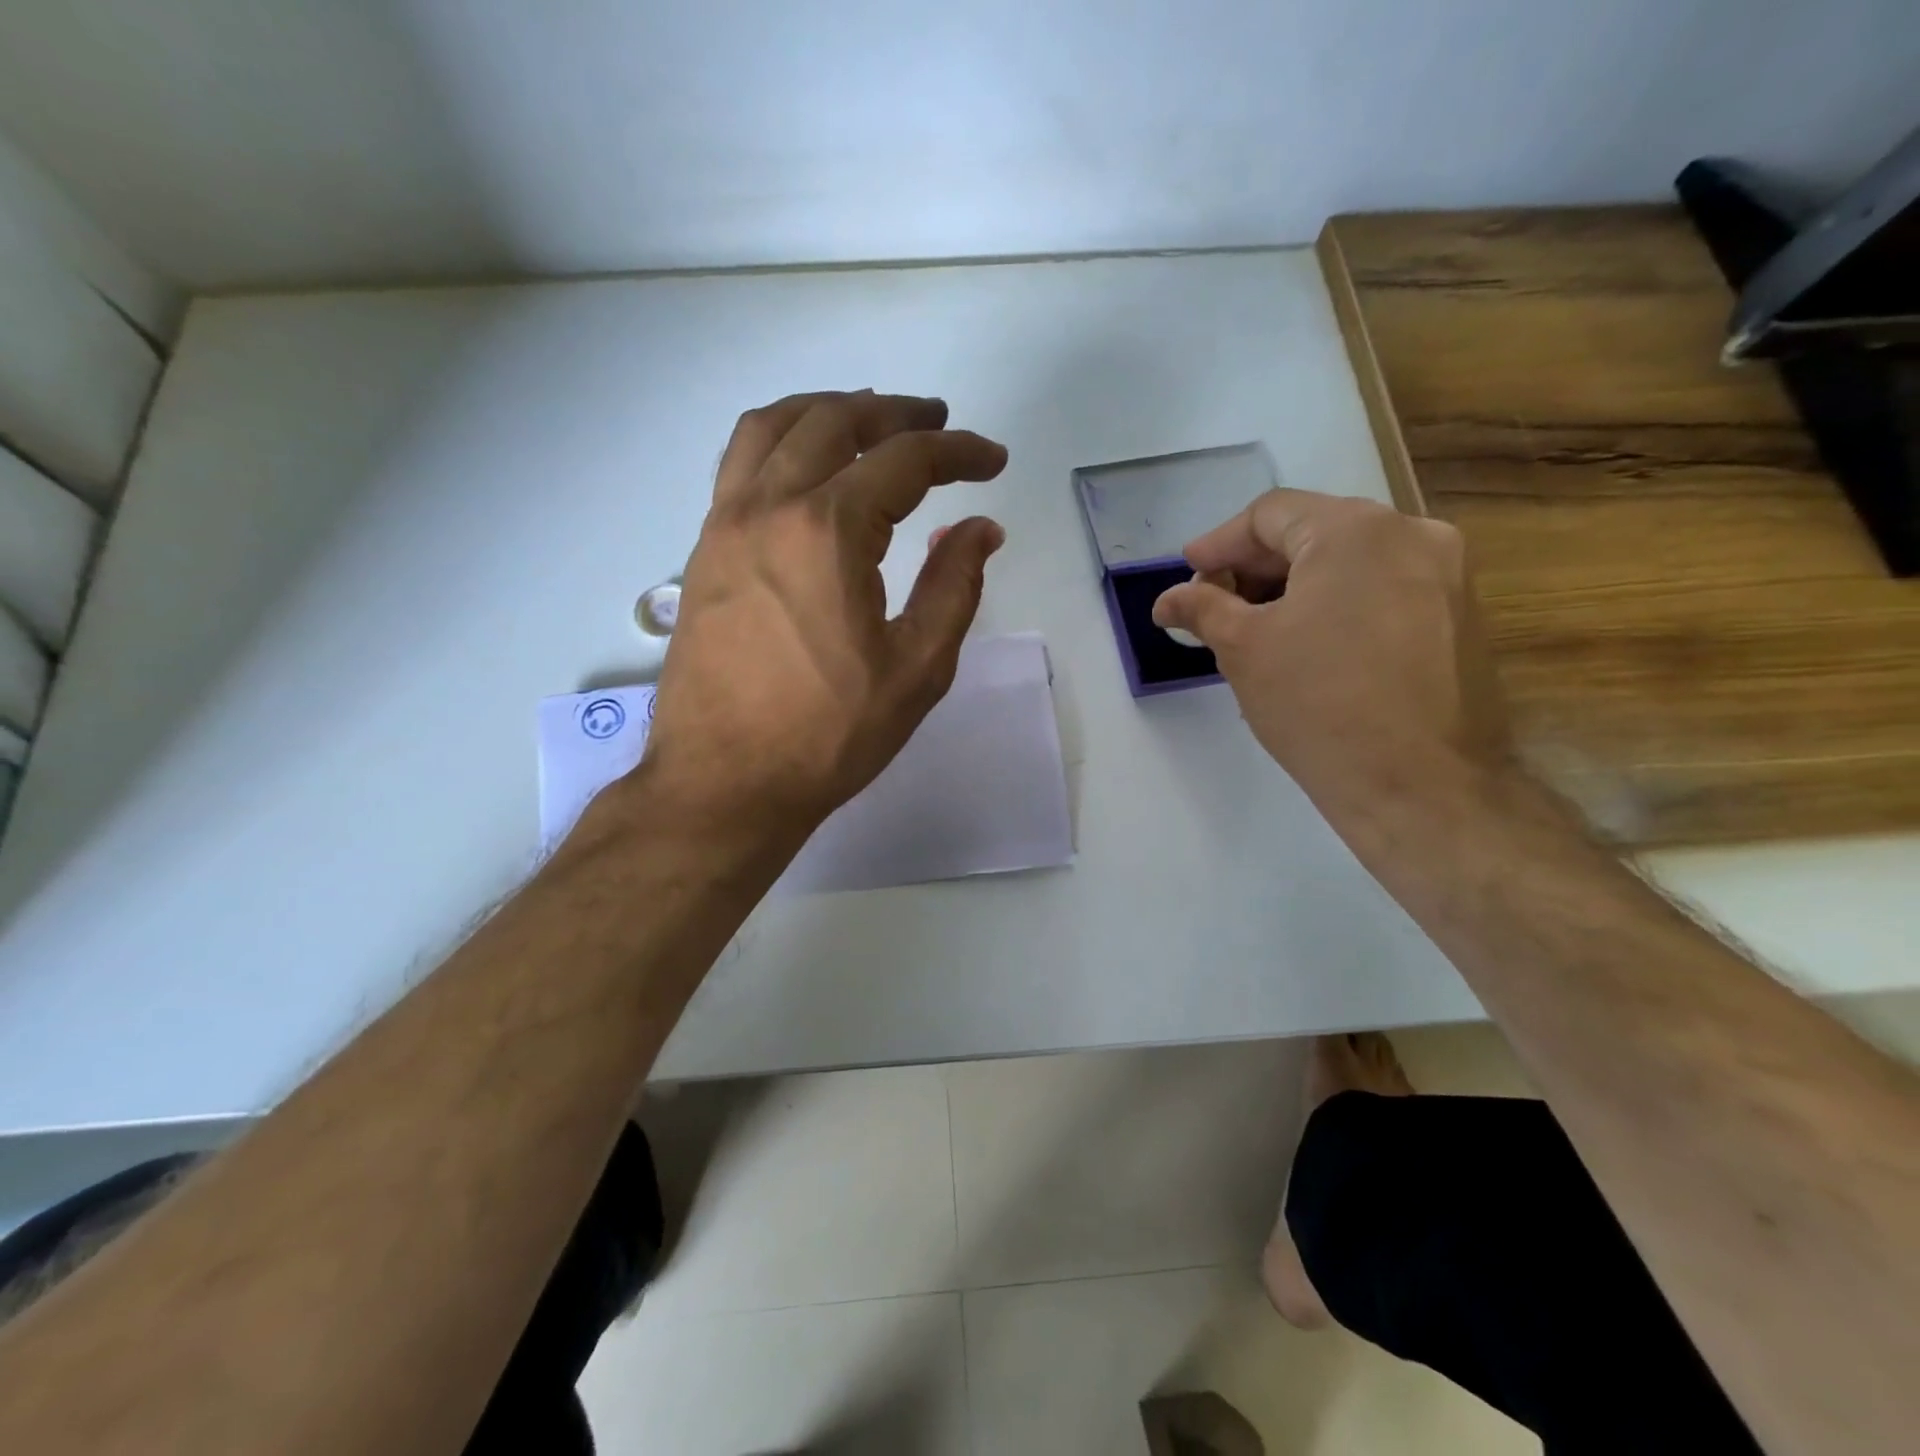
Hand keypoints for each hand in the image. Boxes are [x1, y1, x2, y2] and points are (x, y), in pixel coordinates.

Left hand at [639, 391, 1007, 836]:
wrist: (725, 782)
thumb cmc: (827, 735)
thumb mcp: (916, 669)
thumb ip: (954, 588)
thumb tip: (980, 530)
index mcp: (827, 532)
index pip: (904, 461)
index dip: (958, 453)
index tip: (992, 461)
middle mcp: (769, 507)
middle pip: (835, 422)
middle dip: (896, 414)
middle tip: (937, 424)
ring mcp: (725, 524)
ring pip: (774, 427)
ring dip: (828, 410)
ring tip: (869, 422)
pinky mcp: (703, 550)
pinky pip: (740, 463)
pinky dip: (780, 440)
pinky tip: (806, 466)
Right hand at [1151, 489, 1511, 833]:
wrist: (1420, 786)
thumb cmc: (1318, 705)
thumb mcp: (1243, 650)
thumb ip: (1201, 609)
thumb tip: (1167, 600)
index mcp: (1356, 530)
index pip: (1270, 514)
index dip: (1219, 544)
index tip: (1188, 576)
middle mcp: (1413, 534)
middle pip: (1314, 532)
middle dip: (1255, 568)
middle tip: (1214, 606)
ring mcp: (1448, 576)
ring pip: (1351, 563)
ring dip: (1295, 587)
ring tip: (1256, 630)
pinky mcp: (1462, 618)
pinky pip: (1383, 591)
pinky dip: (1337, 605)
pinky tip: (1309, 647)